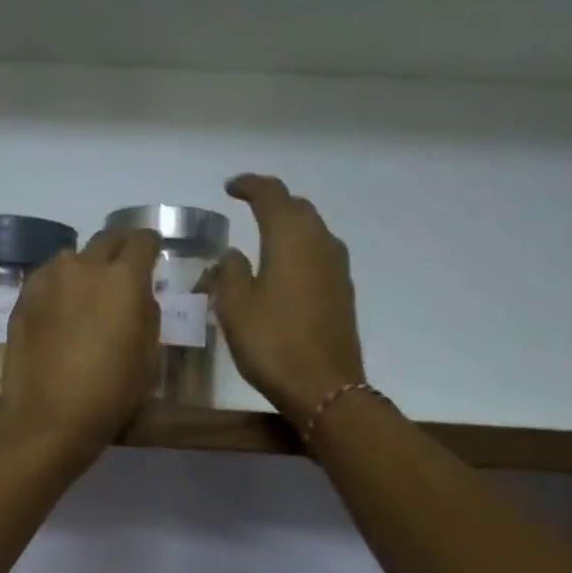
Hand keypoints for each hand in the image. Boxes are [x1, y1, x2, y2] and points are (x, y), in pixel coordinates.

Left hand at [0, 228, 160, 467]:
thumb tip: (139, 295)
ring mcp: (48, 279)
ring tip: (86, 295)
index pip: (143, 241)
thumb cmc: (110, 395)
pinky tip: (60, 310)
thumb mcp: (147, 357)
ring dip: (85, 268)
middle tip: (122, 274)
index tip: (152, 259)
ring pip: (73, 257)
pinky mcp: (23, 298)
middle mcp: (85, 267)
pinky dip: (58, 285)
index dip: (151, 248)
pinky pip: (47, 278)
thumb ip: (147, 313)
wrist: (50, 420)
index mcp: (123, 279)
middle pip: (107, 239)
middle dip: (119, 251)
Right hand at [209, 175, 367, 426]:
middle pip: (297, 208)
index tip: (231, 187)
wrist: (324, 386)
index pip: (271, 195)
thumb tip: (232, 254)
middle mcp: (320, 242)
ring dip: (288, 227)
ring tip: (263, 239)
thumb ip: (229, 273)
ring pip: (311, 231)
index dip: (250, 186)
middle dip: (272, 203)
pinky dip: (298, 251)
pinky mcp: (342, 291)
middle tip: (248, 208)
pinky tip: (283, 271)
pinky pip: (318, 255)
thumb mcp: (235, 308)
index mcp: (291, 238)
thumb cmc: (273, 343)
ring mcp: (337, 267)